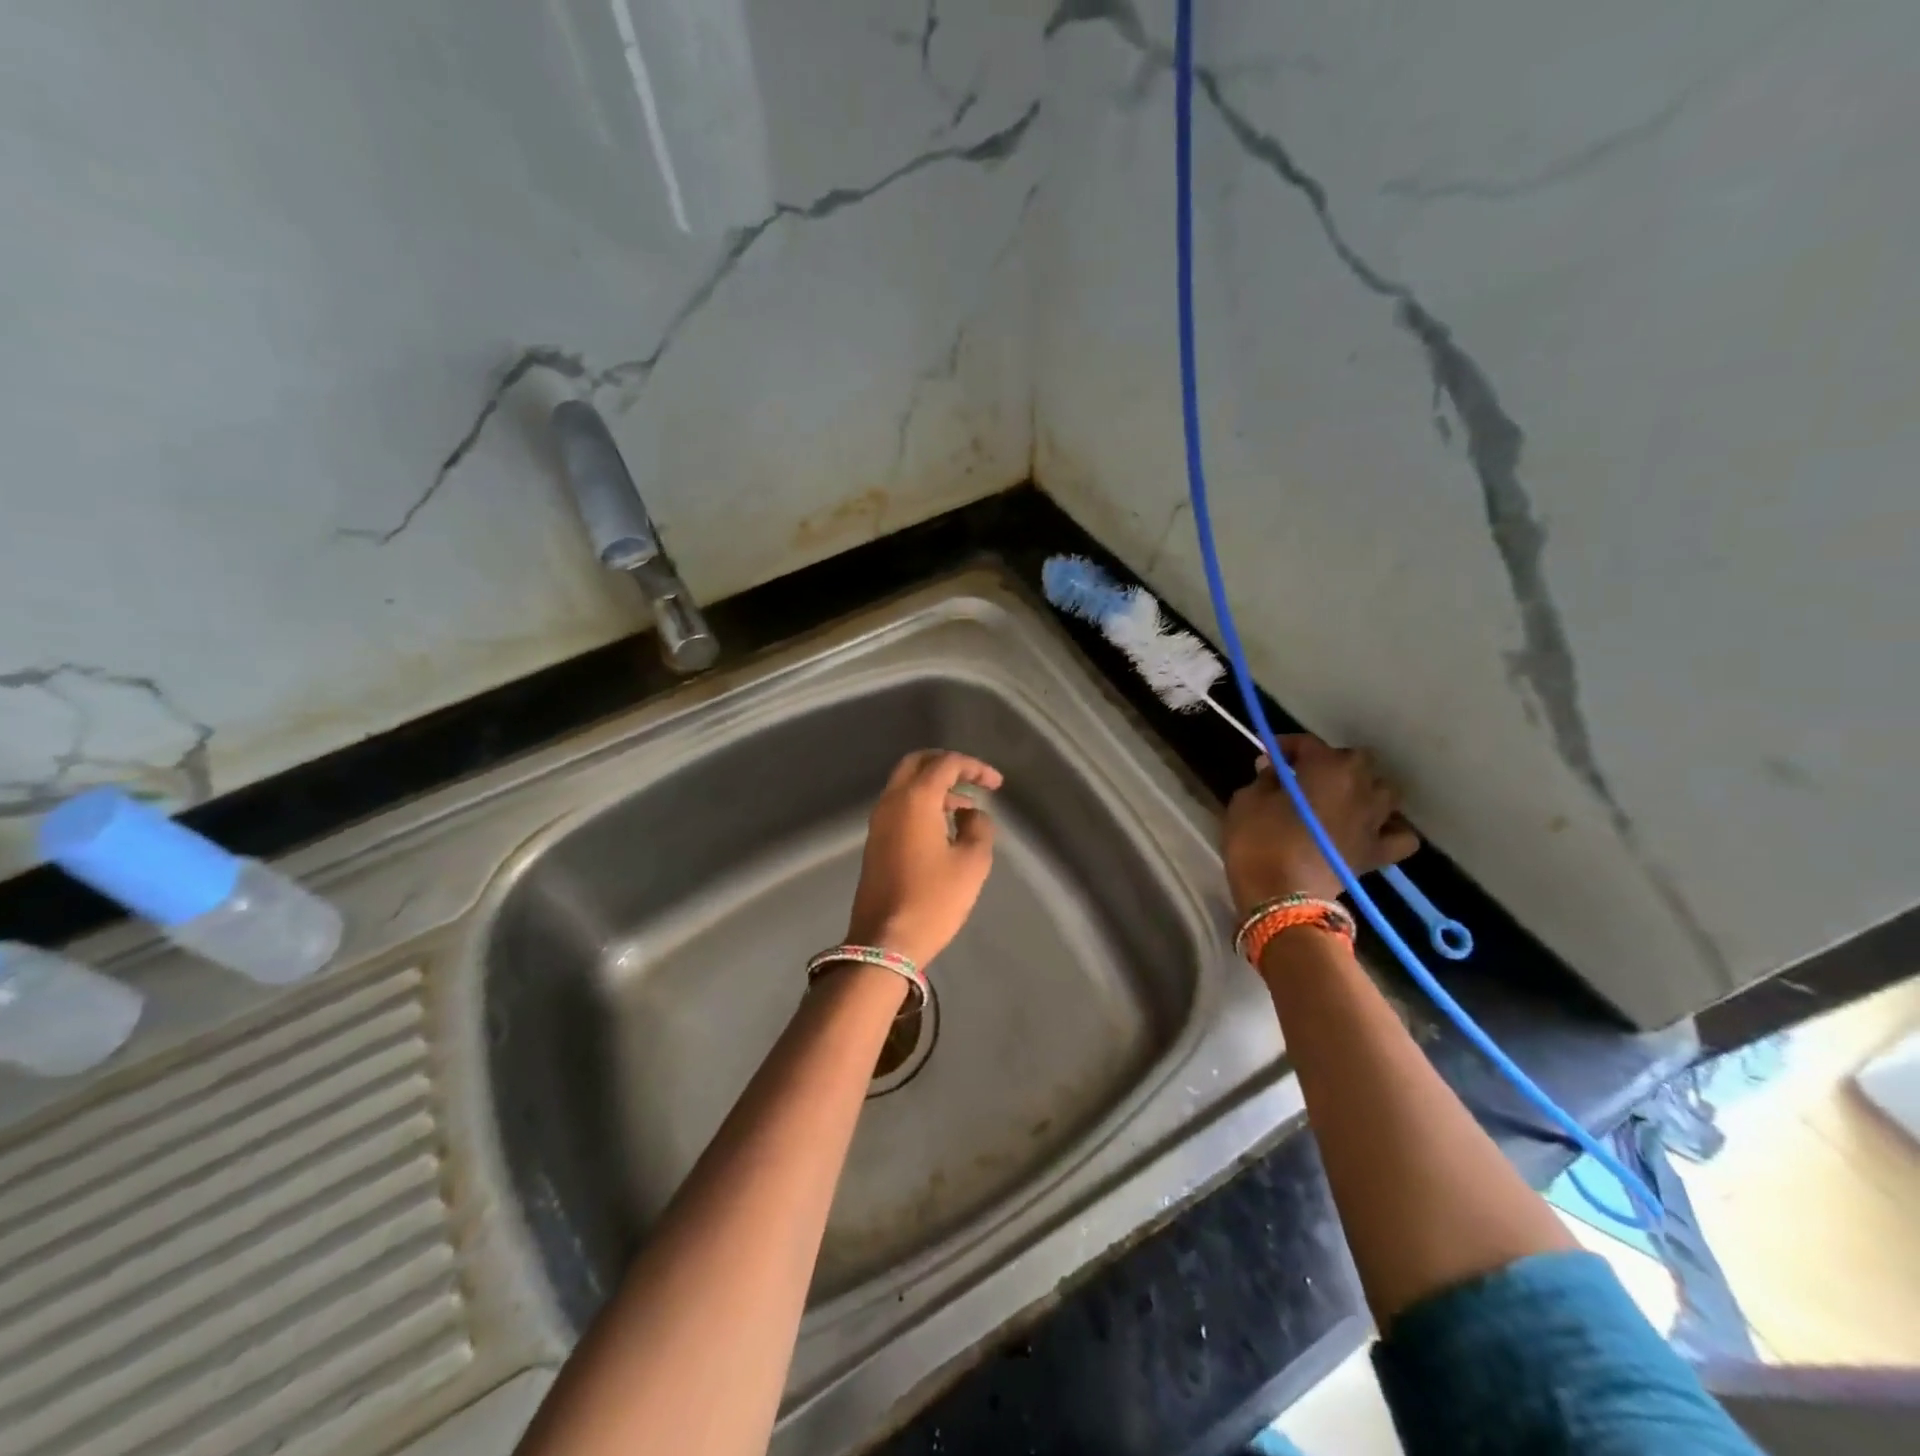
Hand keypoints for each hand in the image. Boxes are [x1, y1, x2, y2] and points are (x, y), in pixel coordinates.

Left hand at [845, 750, 1002, 965]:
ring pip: (906, 785)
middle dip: (947, 764)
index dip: (974, 767)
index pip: (945, 763)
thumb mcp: (971, 863)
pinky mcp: (875, 842)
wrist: (886, 941)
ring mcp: (878, 822)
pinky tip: (945, 827)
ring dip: (935, 786)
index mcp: (914, 799)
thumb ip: (978, 828)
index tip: (996, 784)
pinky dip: (923, 803)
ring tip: (966, 808)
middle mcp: (891, 802)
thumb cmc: (933, 899)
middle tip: (973, 778)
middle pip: (917, 763)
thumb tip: (971, 814)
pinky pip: (900, 806)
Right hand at [1222, 735, 1418, 912]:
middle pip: (1353, 760)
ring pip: (1383, 791)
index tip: (1266, 754)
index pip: (1308, 744)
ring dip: (1362, 790)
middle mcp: (1360, 786)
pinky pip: (1400, 835)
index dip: (1285, 746)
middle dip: (1329, 763)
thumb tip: (1275, 770)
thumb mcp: (1247, 800)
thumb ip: (1265, 778)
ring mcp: (1374, 820)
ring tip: (1339, 799)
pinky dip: (1390, 829)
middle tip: (1302, 777)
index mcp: (1327, 767)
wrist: (1280, 895)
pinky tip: (1371, 829)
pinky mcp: (1378, 852)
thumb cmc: (1258, 840)